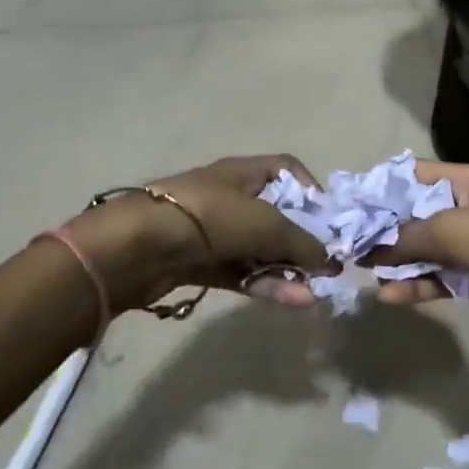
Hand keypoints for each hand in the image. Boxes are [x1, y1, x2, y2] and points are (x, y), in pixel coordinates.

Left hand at [63, 154, 334, 312]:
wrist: (139, 246)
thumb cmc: (211, 218)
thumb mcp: (267, 225)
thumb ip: (303, 243)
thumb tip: (328, 262)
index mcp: (244, 173)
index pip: (286, 169)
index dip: (310, 189)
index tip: (328, 219)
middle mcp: (230, 198)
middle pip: (276, 216)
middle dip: (302, 240)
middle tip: (326, 265)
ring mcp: (214, 233)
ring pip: (260, 250)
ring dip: (287, 269)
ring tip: (314, 291)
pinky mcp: (201, 265)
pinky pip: (242, 273)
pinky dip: (266, 285)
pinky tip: (293, 300)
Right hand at [367, 160, 468, 363]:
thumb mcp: (450, 230)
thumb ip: (406, 238)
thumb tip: (370, 249)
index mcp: (464, 181)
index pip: (413, 175)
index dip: (381, 187)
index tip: (349, 206)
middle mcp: (467, 208)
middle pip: (416, 215)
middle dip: (384, 230)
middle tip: (348, 246)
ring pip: (427, 250)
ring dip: (399, 261)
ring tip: (364, 273)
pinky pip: (442, 278)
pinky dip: (418, 285)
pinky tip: (390, 295)